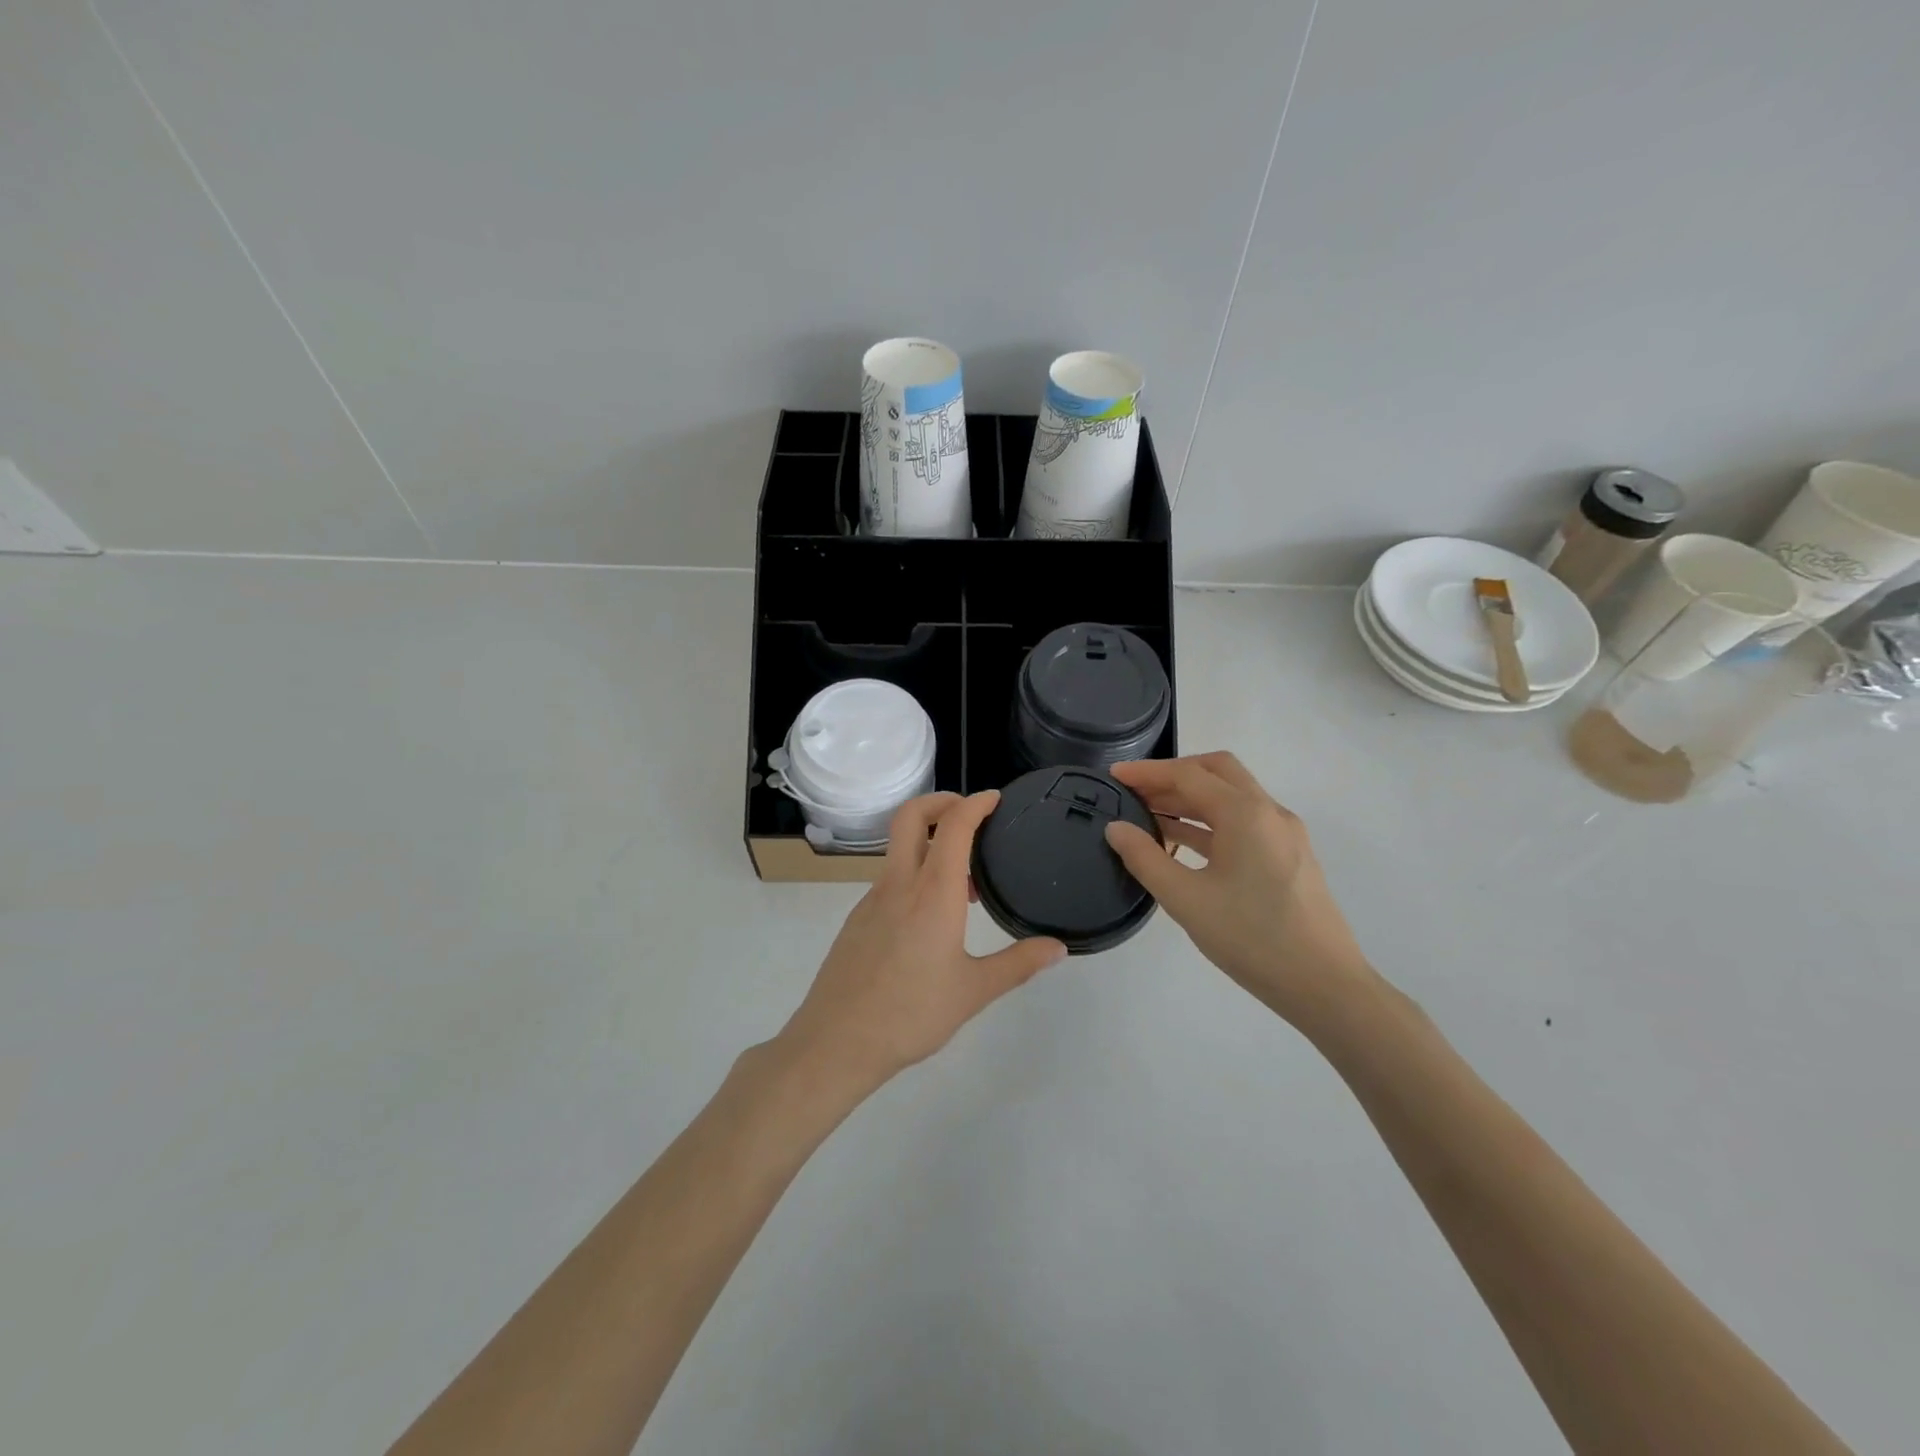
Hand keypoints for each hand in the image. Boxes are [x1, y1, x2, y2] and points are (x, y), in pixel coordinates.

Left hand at [776, 791, 1066, 1094]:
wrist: (836, 1043)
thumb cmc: (911, 1015)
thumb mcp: (973, 991)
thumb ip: (1019, 964)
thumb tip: (1058, 948)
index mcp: (933, 893)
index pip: (953, 826)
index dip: (975, 804)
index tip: (995, 799)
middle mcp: (899, 884)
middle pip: (911, 816)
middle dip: (941, 802)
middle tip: (971, 815)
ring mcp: (871, 899)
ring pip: (899, 848)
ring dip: (930, 843)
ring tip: (965, 882)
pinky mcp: (857, 919)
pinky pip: (890, 878)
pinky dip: (915, 873)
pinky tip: (931, 916)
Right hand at [1106, 753, 1375, 1027]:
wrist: (1325, 986)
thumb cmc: (1252, 938)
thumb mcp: (1186, 899)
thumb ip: (1145, 858)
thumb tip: (1116, 828)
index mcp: (1245, 813)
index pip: (1188, 775)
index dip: (1147, 772)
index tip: (1114, 775)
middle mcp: (1269, 812)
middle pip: (1217, 772)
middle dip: (1173, 775)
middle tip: (1136, 790)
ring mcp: (1283, 834)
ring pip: (1231, 797)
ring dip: (1190, 799)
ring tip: (1148, 815)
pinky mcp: (1288, 856)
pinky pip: (1243, 823)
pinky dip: (1209, 822)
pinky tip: (1182, 843)